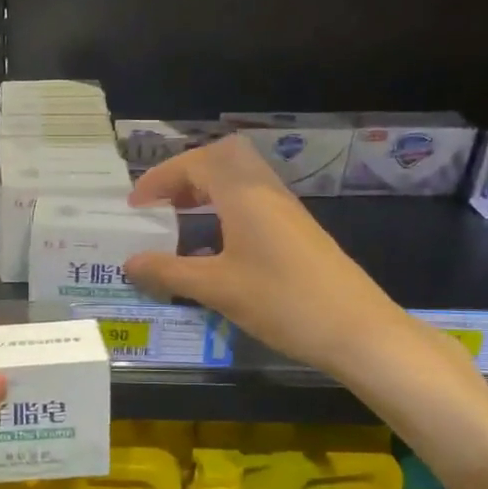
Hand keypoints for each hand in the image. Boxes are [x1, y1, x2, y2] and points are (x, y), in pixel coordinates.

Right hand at [123, 136, 414, 380]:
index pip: (196, 163)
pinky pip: (253, 201)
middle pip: (223, 158)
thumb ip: (169, 272)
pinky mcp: (297, 231)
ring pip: (241, 179)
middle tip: (162, 203)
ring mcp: (286, 211)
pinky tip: (214, 245)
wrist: (358, 331)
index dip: (161, 178)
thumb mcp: (217, 288)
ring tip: (180, 221)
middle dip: (186, 174)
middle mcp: (267, 191)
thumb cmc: (283, 302)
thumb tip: (129, 263)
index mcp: (245, 195)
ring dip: (207, 190)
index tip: (135, 205)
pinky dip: (225, 208)